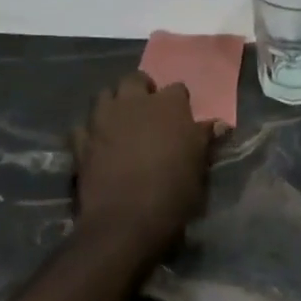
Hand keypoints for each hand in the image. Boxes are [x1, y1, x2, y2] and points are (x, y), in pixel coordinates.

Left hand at [70, 73, 222, 263]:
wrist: (126, 220)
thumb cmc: (173, 191)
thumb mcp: (199, 165)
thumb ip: (204, 139)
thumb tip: (219, 125)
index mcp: (168, 105)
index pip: (177, 89)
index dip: (179, 102)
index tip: (182, 117)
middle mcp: (134, 103)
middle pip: (135, 80)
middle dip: (142, 89)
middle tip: (148, 110)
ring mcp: (103, 120)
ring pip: (105, 95)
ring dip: (114, 103)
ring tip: (122, 121)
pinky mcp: (80, 142)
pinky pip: (83, 126)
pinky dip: (91, 131)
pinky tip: (97, 143)